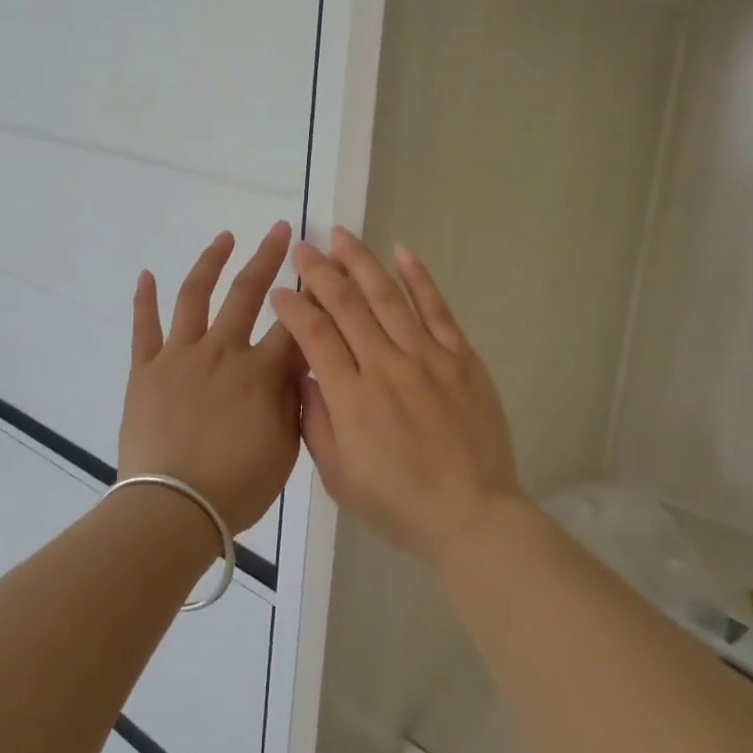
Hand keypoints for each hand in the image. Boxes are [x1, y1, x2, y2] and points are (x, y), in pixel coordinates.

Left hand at [119, 222, 302, 536]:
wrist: (173, 508)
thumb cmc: (237, 487)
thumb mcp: (286, 448)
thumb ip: (295, 400)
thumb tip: (301, 363)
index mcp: (260, 372)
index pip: (294, 323)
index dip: (312, 296)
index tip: (321, 271)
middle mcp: (222, 351)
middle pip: (248, 293)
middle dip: (268, 257)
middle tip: (281, 230)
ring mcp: (180, 356)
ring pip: (195, 297)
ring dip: (211, 262)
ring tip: (224, 238)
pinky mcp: (146, 369)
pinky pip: (144, 328)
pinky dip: (145, 299)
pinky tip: (147, 274)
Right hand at [270, 228, 524, 566]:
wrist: (472, 516)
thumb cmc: (398, 505)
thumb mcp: (339, 477)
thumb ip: (316, 423)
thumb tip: (305, 376)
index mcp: (351, 399)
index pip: (314, 336)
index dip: (292, 308)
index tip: (279, 290)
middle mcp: (386, 367)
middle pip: (346, 305)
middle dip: (319, 271)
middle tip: (302, 246)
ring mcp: (427, 358)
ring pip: (388, 297)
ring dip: (361, 262)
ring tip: (341, 235)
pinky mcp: (461, 358)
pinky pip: (437, 309)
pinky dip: (419, 278)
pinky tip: (402, 252)